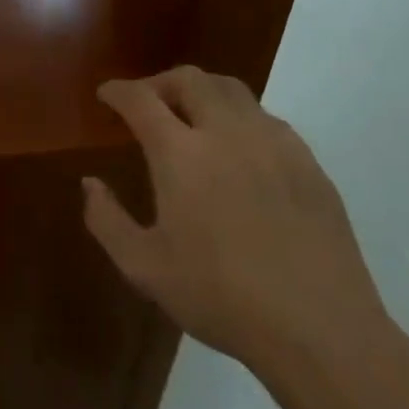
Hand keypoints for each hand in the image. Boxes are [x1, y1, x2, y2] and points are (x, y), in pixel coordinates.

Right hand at [82, 66, 391, 379]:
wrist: (318, 329)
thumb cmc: (220, 297)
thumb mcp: (144, 268)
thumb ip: (107, 220)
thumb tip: (90, 183)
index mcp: (180, 154)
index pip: (141, 99)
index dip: (118, 90)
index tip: (106, 94)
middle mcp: (226, 133)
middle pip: (190, 79)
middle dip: (160, 82)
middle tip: (147, 103)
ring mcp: (274, 143)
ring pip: (232, 90)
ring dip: (202, 92)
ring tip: (191, 117)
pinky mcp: (308, 162)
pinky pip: (266, 118)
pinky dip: (240, 118)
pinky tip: (239, 150)